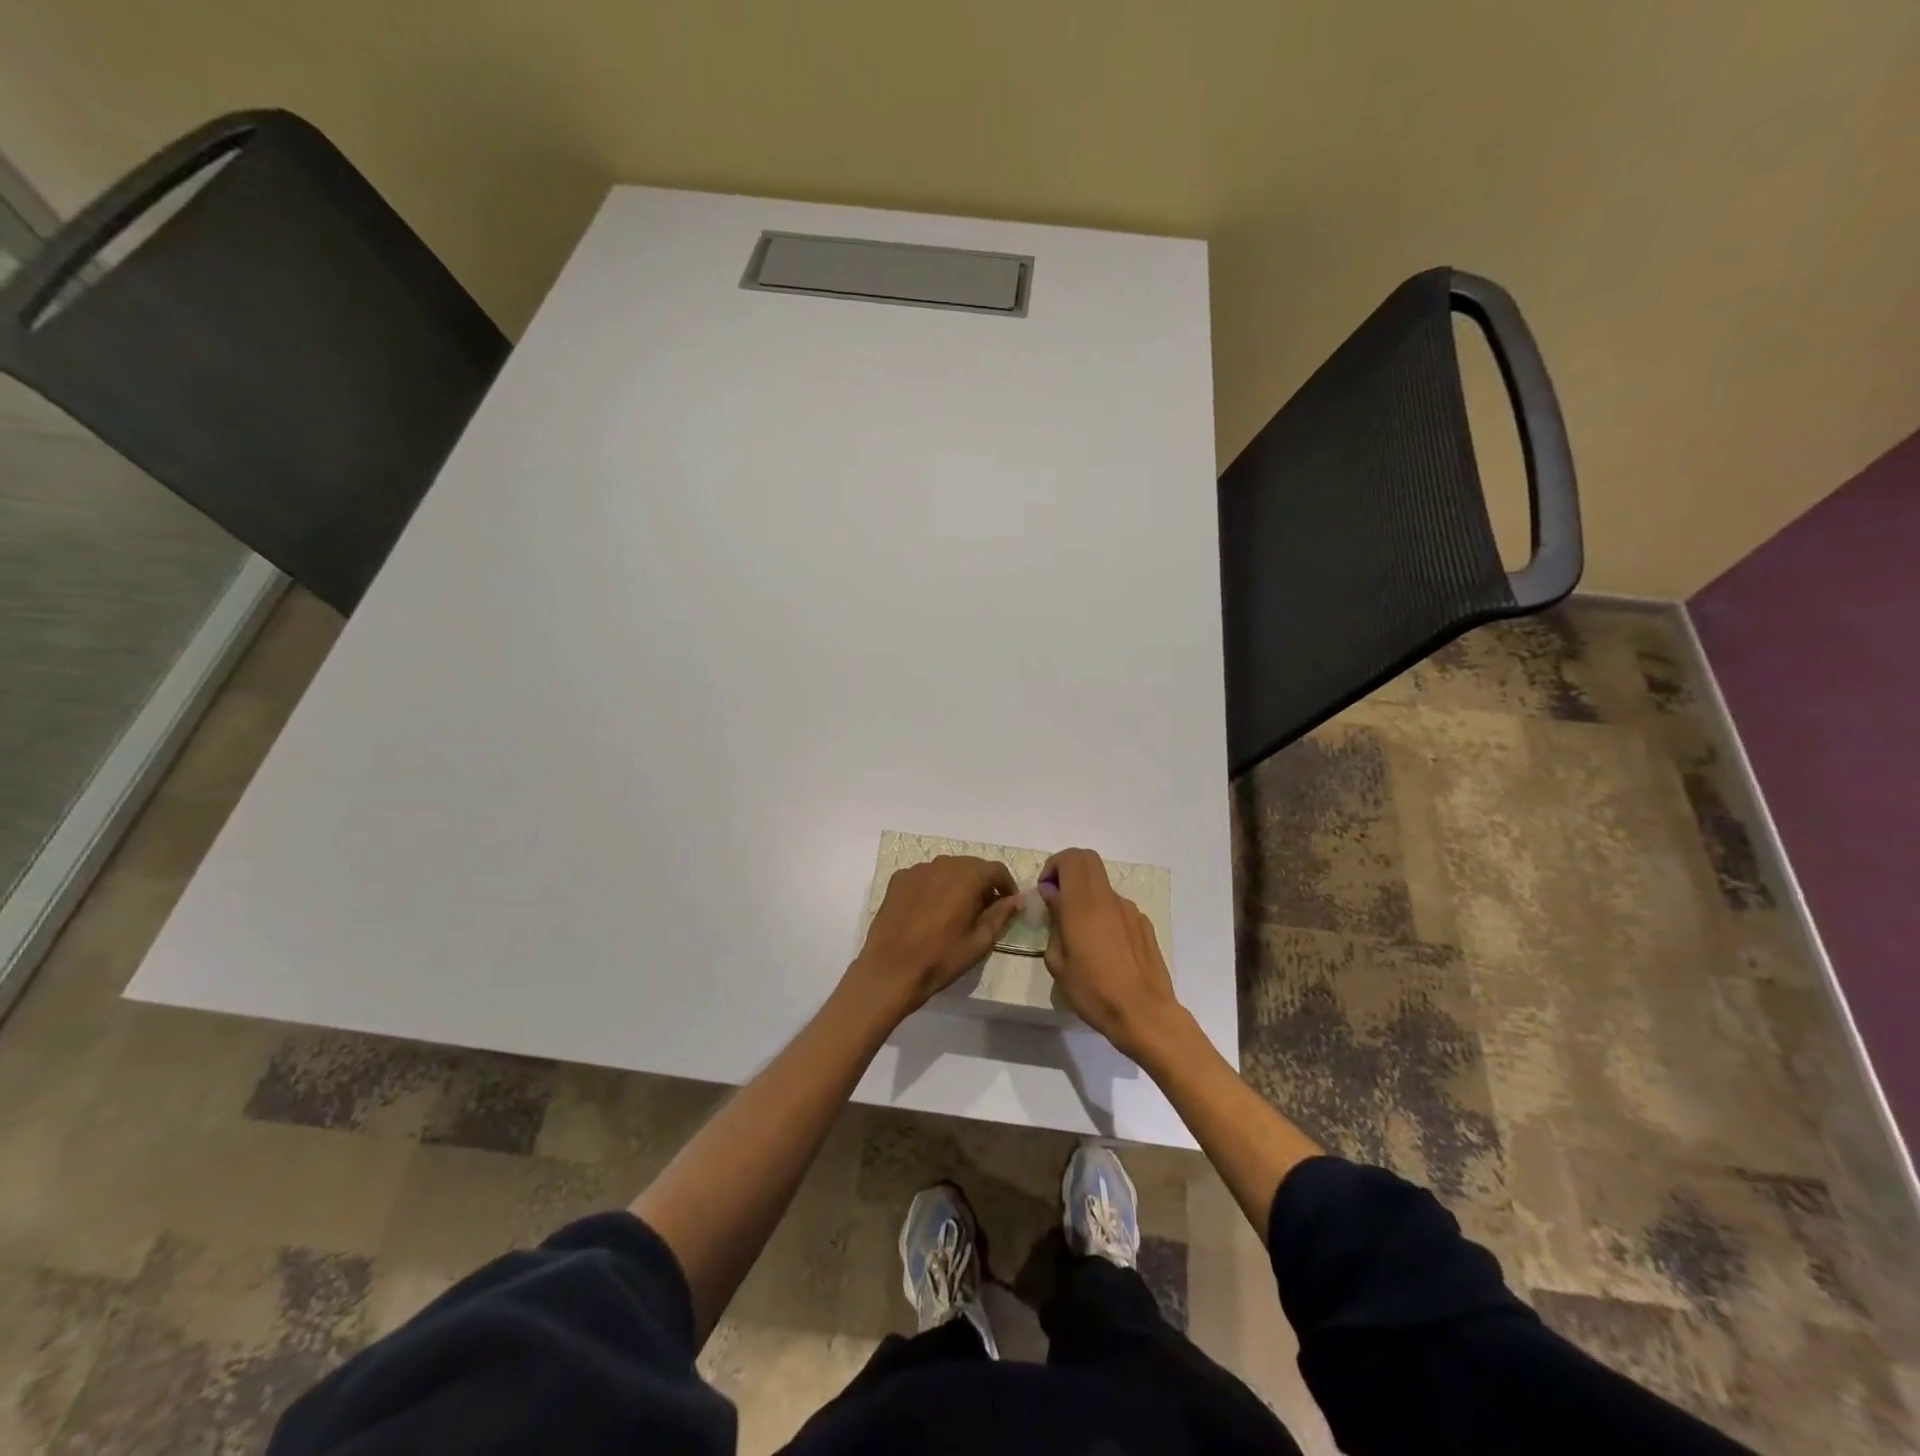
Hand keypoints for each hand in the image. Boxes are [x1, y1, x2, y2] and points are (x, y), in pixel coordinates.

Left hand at [848, 855, 1020, 1018]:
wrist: (891, 969)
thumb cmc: (941, 958)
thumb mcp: (980, 941)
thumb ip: (1001, 915)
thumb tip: (1017, 899)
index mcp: (967, 876)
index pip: (996, 869)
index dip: (1006, 886)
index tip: (1007, 904)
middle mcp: (943, 864)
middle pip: (971, 866)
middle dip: (982, 883)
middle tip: (983, 910)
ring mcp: (917, 870)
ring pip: (947, 869)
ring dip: (957, 883)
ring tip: (956, 910)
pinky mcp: (898, 879)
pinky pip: (925, 877)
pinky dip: (934, 887)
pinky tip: (930, 911)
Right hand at [1039, 847, 1183, 1058]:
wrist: (1144, 1014)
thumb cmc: (1093, 991)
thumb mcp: (1058, 962)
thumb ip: (1054, 921)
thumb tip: (1052, 895)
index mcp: (1083, 904)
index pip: (1071, 858)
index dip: (1053, 866)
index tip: (1045, 891)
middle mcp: (1108, 898)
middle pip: (1088, 860)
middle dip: (1068, 871)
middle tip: (1057, 899)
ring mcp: (1130, 910)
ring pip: (1102, 886)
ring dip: (1086, 896)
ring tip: (1080, 934)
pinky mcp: (1144, 925)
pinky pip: (1118, 908)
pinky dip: (1104, 914)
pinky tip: (1104, 948)